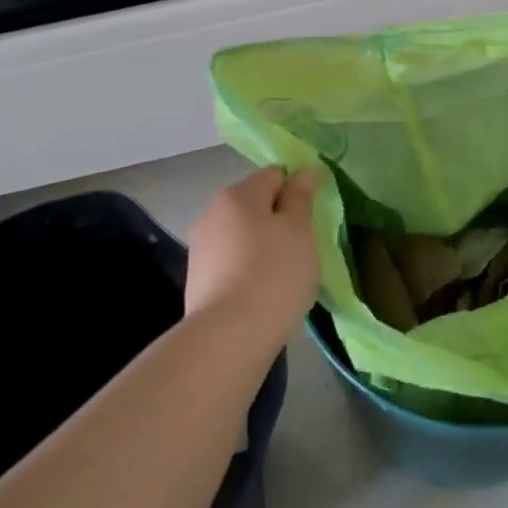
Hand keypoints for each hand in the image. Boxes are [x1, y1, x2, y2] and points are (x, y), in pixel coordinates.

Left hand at [185, 167, 322, 336]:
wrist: (228, 336)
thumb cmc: (274, 274)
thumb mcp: (300, 231)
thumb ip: (301, 198)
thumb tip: (304, 171)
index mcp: (239, 194)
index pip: (274, 175)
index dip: (296, 191)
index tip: (311, 219)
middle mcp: (213, 211)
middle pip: (254, 204)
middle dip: (277, 220)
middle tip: (300, 249)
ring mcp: (200, 246)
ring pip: (241, 234)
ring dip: (261, 245)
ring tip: (280, 276)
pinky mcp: (196, 277)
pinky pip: (230, 261)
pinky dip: (246, 269)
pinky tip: (259, 293)